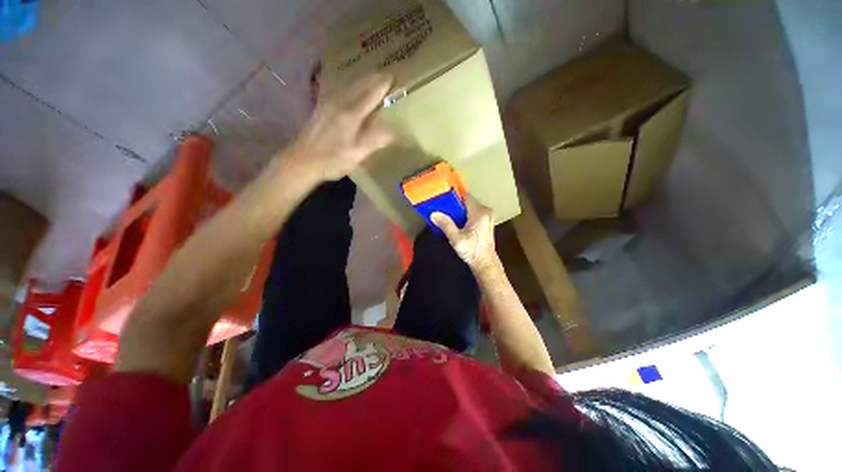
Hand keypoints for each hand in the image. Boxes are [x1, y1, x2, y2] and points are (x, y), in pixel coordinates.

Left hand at [288, 73, 395, 181]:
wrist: (300, 162)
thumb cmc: (331, 160)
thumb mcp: (357, 154)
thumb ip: (375, 140)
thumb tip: (393, 131)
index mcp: (350, 115)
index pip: (370, 95)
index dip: (381, 86)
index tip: (392, 77)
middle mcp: (338, 104)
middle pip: (357, 87)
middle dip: (372, 79)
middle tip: (384, 75)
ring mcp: (326, 106)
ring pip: (347, 88)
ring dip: (360, 82)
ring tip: (370, 80)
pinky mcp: (319, 110)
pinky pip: (338, 93)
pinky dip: (348, 89)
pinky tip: (348, 92)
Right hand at [431, 195, 500, 274]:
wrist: (485, 263)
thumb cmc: (472, 251)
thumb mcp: (456, 239)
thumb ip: (445, 225)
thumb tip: (434, 214)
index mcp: (480, 213)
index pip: (466, 196)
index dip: (454, 195)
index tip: (443, 197)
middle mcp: (486, 212)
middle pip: (467, 201)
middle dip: (455, 204)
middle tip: (442, 207)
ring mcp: (487, 216)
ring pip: (470, 207)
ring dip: (459, 210)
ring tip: (447, 215)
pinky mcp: (486, 221)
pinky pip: (473, 212)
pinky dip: (465, 214)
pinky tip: (456, 221)